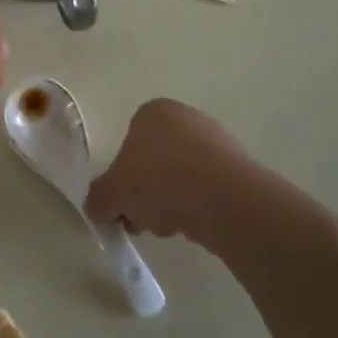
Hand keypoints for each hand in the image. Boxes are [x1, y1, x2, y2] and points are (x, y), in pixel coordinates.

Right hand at [85, 99, 250, 244]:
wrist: (225, 201)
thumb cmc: (159, 182)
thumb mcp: (111, 194)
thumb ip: (97, 199)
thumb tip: (97, 207)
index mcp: (153, 111)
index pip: (127, 144)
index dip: (121, 178)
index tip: (122, 205)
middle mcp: (186, 118)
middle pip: (153, 164)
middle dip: (145, 195)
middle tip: (143, 220)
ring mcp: (217, 141)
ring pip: (179, 179)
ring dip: (169, 204)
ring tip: (171, 226)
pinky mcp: (239, 168)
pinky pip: (206, 190)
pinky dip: (197, 207)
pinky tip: (196, 224)